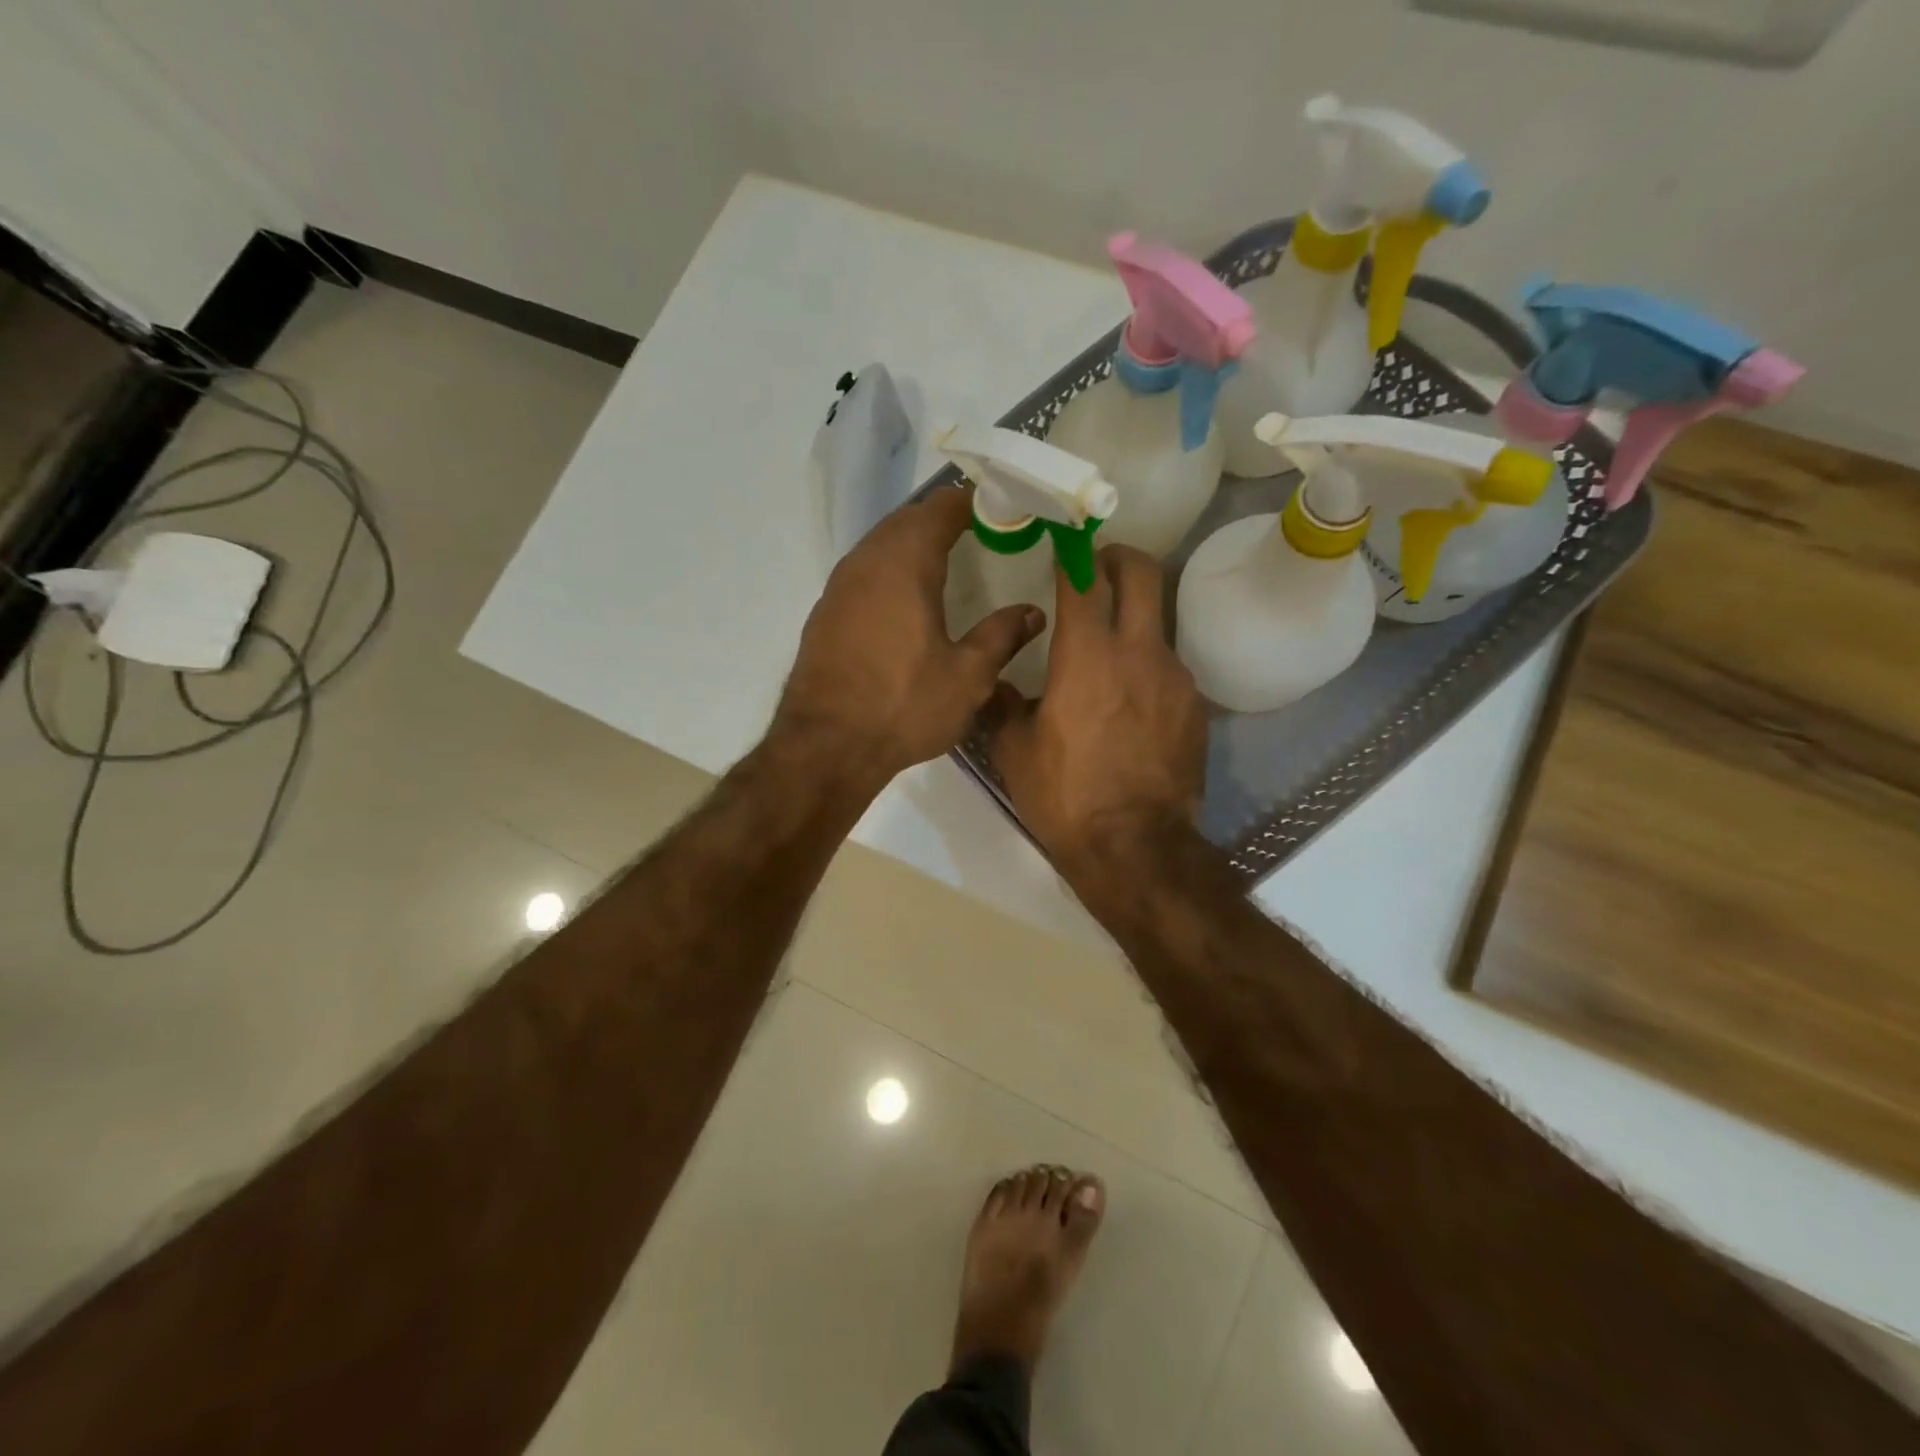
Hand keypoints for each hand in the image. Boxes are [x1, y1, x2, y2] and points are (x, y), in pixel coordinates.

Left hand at [774, 486, 1043, 787]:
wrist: (825, 746)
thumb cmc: (902, 706)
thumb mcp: (967, 676)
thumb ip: (1001, 636)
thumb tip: (1032, 612)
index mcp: (905, 563)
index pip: (942, 508)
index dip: (974, 502)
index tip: (1004, 510)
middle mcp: (866, 562)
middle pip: (908, 519)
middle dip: (944, 518)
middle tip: (982, 532)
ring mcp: (839, 586)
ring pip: (881, 544)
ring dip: (914, 542)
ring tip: (949, 560)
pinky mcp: (825, 613)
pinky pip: (865, 572)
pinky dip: (891, 569)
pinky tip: (907, 598)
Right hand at [986, 545, 1206, 880]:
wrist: (1135, 847)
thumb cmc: (1065, 795)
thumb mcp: (1013, 751)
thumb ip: (1002, 704)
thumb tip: (995, 683)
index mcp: (1087, 654)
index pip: (1083, 579)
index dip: (1073, 551)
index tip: (1063, 541)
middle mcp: (1138, 652)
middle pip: (1142, 574)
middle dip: (1120, 557)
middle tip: (1099, 565)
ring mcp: (1174, 678)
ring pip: (1158, 623)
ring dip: (1133, 620)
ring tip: (1109, 652)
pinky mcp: (1194, 708)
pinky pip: (1169, 669)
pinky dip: (1148, 668)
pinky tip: (1130, 703)